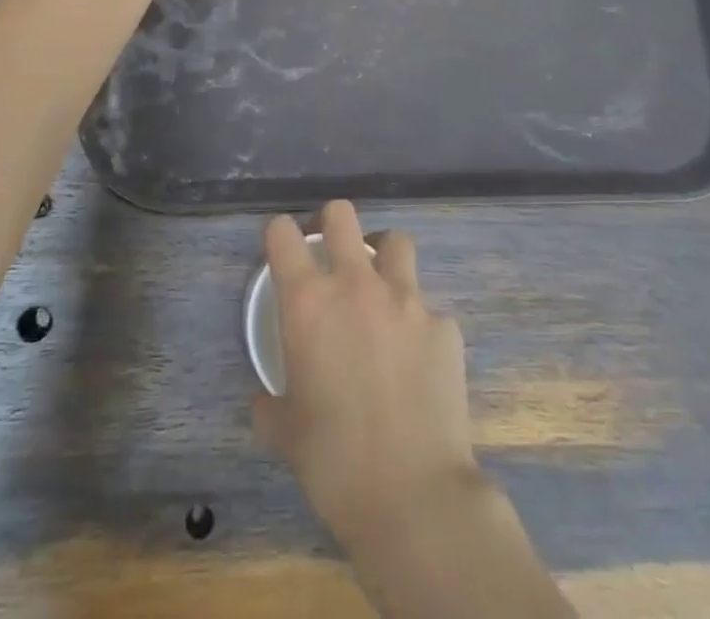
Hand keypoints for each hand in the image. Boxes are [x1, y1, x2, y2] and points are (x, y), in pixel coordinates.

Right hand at [253, 201, 480, 550]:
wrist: (413, 496)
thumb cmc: (334, 463)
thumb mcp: (285, 432)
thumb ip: (271, 403)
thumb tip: (266, 399)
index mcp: (308, 302)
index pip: (282, 233)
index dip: (279, 235)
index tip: (282, 252)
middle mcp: (355, 284)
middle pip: (341, 213)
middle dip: (332, 223)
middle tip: (331, 253)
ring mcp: (406, 298)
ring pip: (396, 241)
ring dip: (384, 257)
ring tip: (382, 289)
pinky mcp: (444, 324)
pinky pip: (428, 307)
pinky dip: (419, 323)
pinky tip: (418, 359)